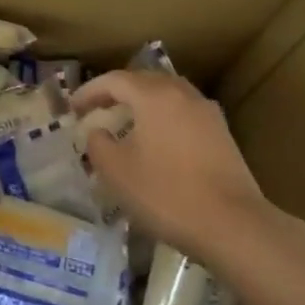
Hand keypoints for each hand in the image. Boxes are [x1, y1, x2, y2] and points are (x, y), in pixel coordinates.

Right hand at [73, 69, 267, 268]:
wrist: (231, 224)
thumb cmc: (166, 193)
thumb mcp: (116, 172)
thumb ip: (98, 144)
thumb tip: (98, 132)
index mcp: (154, 96)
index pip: (115, 80)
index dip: (89, 91)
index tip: (73, 108)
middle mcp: (182, 93)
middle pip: (144, 81)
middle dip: (117, 92)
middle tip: (97, 110)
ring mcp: (206, 112)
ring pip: (167, 95)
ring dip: (142, 103)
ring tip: (126, 123)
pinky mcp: (222, 133)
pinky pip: (183, 112)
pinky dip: (163, 118)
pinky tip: (157, 141)